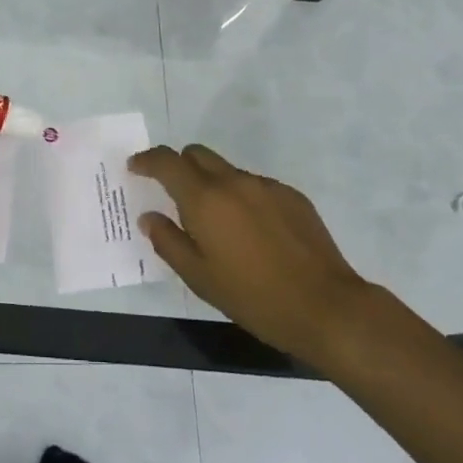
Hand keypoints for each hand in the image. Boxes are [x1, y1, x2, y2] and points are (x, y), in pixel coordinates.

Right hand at [131, 143, 370, 365]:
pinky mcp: (292, 196)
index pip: (167, 162)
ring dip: (213, 186)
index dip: (146, 160)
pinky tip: (254, 235)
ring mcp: (266, 186)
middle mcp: (233, 181)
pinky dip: (243, 199)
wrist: (326, 307)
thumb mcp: (200, 278)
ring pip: (227, 171)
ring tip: (219, 226)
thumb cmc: (254, 297)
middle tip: (174, 197)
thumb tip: (149, 217)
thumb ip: (168, 242)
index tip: (135, 167)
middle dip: (179, 167)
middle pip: (197, 154)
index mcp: (205, 199)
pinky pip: (255, 186)